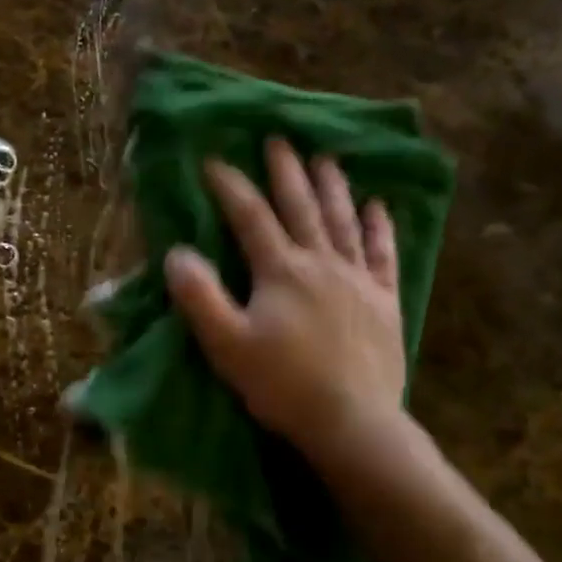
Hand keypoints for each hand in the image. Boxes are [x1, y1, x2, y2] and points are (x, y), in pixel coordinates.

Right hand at [165, 139, 415, 466]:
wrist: (351, 421)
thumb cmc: (282, 385)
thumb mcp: (226, 344)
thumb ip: (199, 296)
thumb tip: (177, 252)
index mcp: (281, 270)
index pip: (251, 217)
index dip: (231, 186)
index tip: (214, 161)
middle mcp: (321, 262)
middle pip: (301, 207)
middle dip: (286, 172)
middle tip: (278, 140)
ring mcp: (358, 279)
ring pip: (343, 221)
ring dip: (332, 187)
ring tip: (325, 159)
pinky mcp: (384, 301)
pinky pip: (383, 254)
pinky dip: (379, 227)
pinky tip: (377, 206)